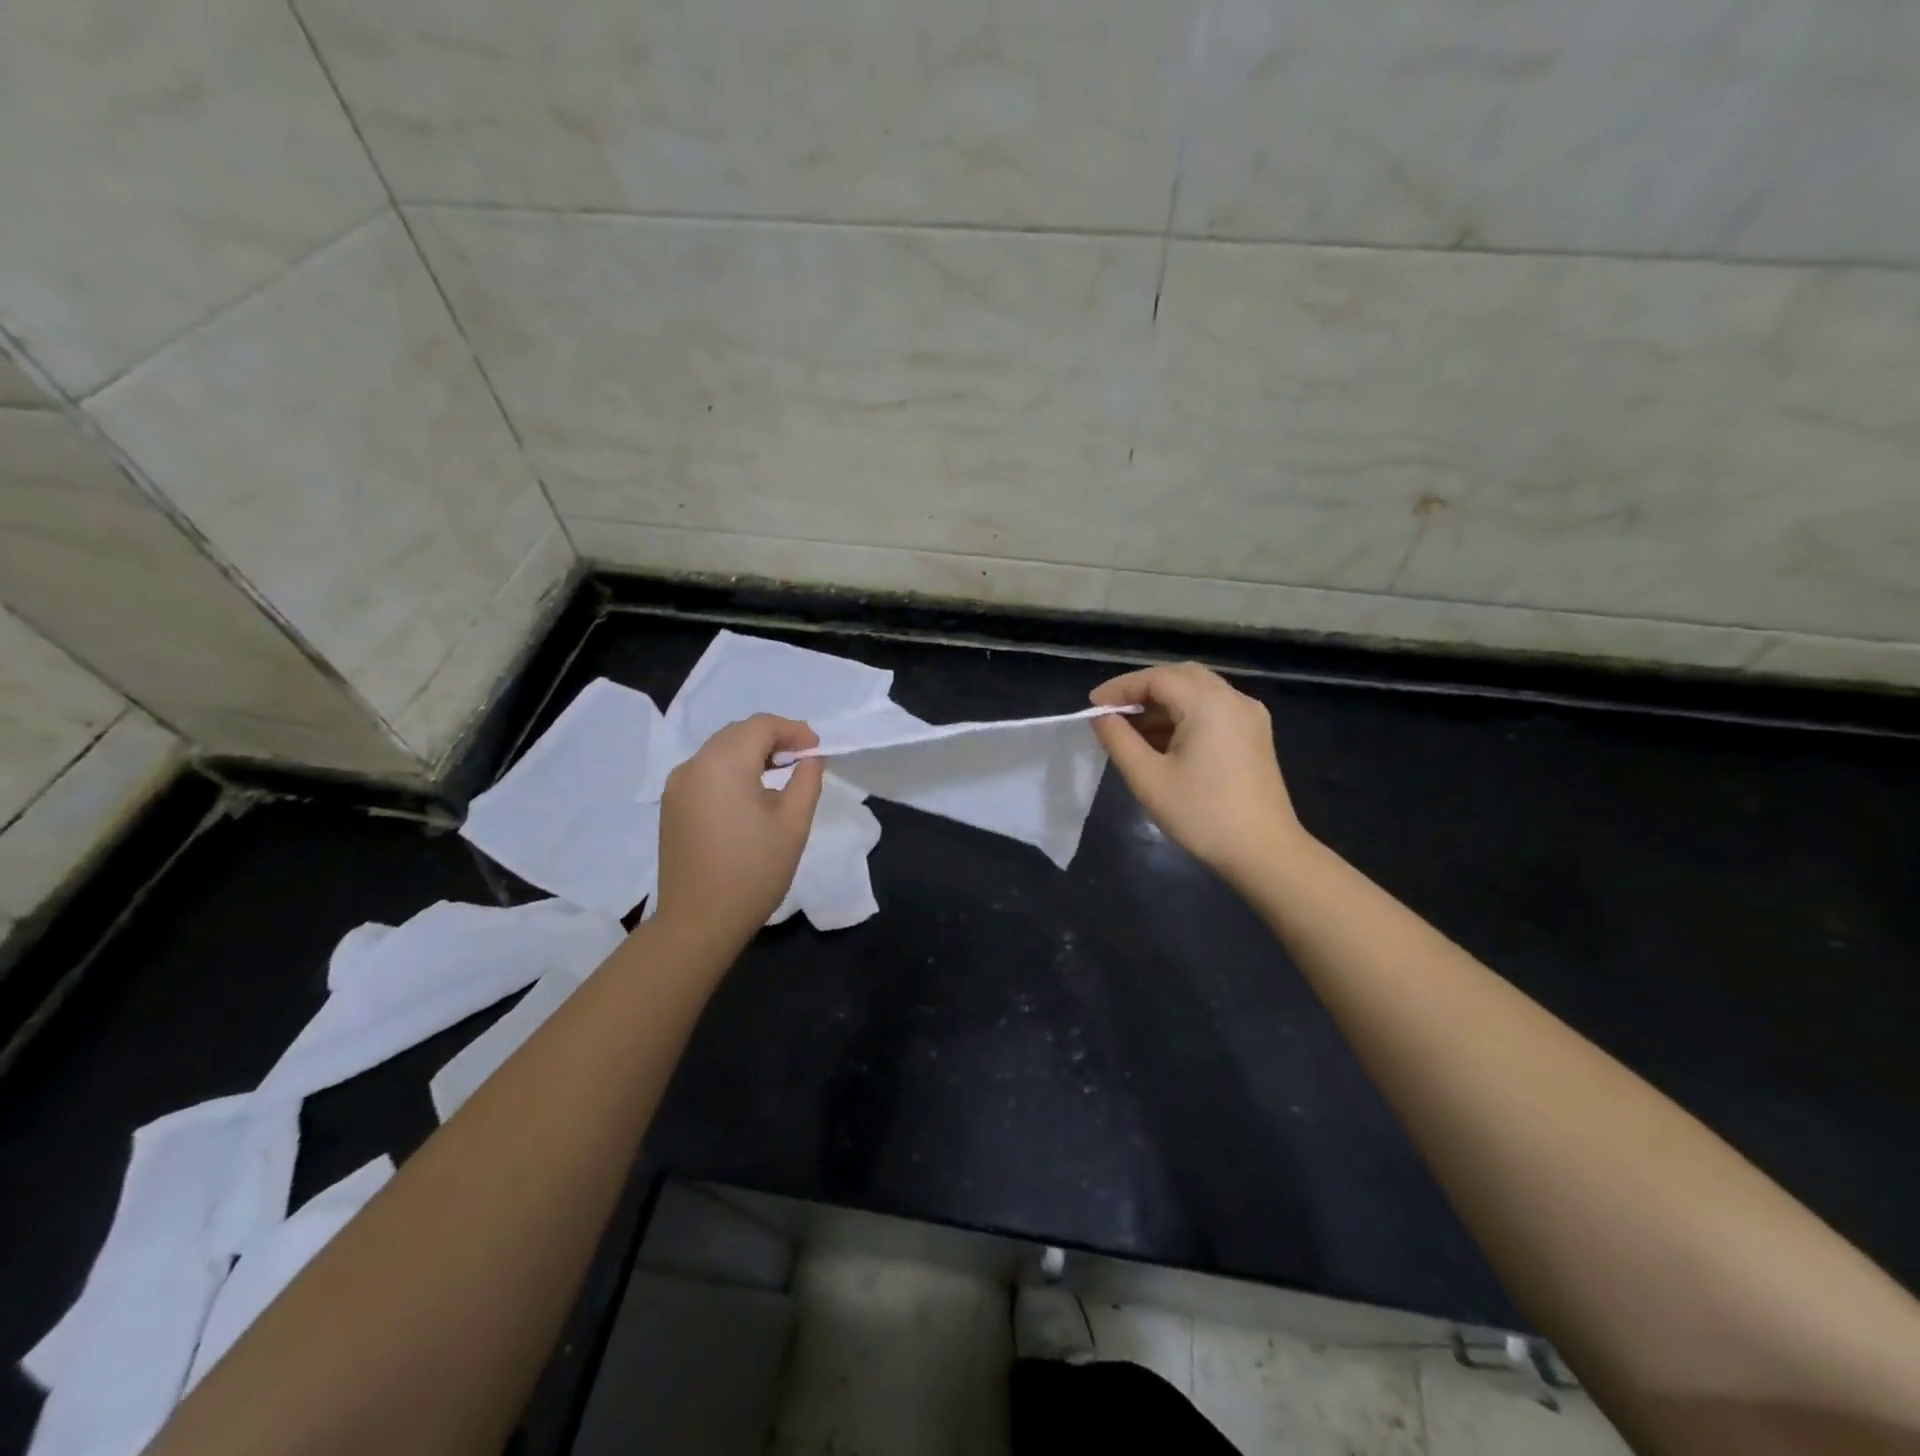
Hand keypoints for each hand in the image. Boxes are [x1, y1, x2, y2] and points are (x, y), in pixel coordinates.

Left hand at [655, 714, 824, 950]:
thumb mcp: (793, 824)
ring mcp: (677, 786)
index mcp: (723, 764)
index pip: (761, 726)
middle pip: (737, 733)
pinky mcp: (672, 806)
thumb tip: (809, 758)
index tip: (816, 749)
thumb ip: (806, 780)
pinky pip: (706, 771)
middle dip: (772, 738)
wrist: (699, 921)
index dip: (793, 730)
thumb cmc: (754, 871)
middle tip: (801, 759)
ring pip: (719, 751)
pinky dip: (731, 770)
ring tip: (779, 775)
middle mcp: (694, 765)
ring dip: (751, 753)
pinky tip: (750, 795)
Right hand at [1090, 663, 1306, 882]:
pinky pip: (1213, 709)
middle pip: (1180, 676)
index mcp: (1209, 704)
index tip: (1093, 706)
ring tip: (1131, 730)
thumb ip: (1119, 740)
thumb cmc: (1201, 815)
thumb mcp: (1148, 779)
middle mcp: (1233, 699)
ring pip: (1198, 691)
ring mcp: (1249, 716)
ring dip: (1163, 703)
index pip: (1157, 678)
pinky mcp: (1254, 735)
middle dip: (1143, 690)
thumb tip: (1101, 717)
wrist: (1264, 852)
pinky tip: (1163, 741)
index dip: (1120, 688)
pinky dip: (1184, 715)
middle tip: (1112, 712)